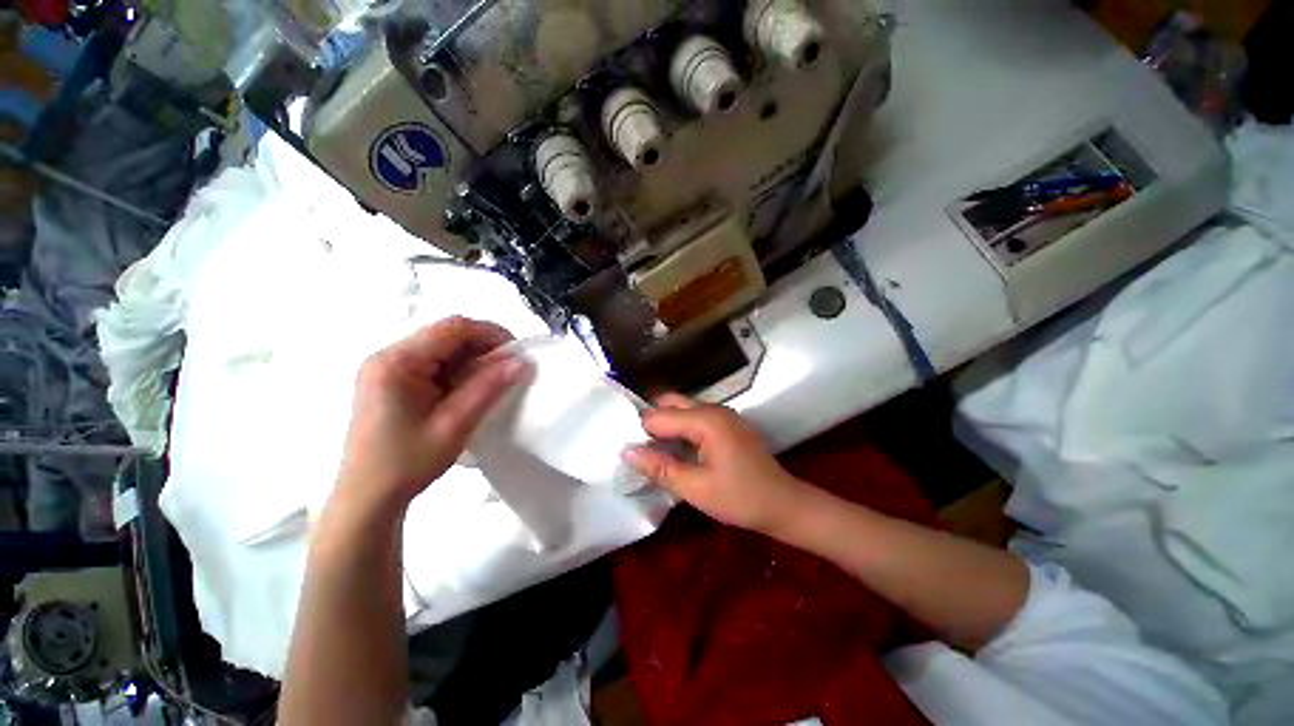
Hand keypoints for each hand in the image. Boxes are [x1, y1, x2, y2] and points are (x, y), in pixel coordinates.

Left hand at [335, 317, 530, 513]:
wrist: (368, 497)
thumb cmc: (407, 464)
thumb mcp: (455, 425)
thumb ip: (489, 388)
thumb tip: (523, 361)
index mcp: (397, 362)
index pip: (453, 327)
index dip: (491, 333)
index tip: (518, 353)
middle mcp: (389, 356)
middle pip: (448, 335)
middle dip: (484, 348)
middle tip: (510, 370)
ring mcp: (389, 368)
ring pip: (444, 349)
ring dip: (474, 360)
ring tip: (494, 382)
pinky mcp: (394, 381)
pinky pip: (436, 363)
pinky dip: (460, 371)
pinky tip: (471, 390)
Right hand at [624, 394, 812, 534]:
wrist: (784, 504)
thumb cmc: (740, 498)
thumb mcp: (695, 488)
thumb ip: (660, 467)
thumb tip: (627, 451)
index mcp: (706, 420)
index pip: (659, 415)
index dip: (642, 433)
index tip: (633, 453)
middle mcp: (714, 409)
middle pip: (671, 403)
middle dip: (653, 422)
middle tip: (643, 450)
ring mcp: (724, 414)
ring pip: (684, 409)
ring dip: (667, 425)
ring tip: (656, 451)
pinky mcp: (728, 423)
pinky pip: (697, 417)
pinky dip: (682, 428)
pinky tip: (679, 451)